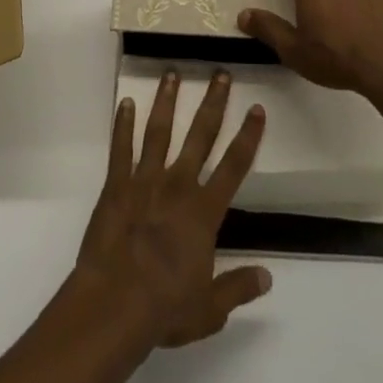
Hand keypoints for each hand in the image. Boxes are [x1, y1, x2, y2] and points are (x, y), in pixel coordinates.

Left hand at [74, 70, 270, 349]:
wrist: (114, 304)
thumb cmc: (164, 308)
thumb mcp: (210, 308)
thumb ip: (238, 287)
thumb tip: (268, 277)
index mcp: (204, 212)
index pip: (234, 166)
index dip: (248, 136)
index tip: (257, 108)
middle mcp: (178, 186)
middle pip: (200, 136)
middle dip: (213, 103)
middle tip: (221, 74)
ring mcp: (144, 181)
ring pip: (159, 131)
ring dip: (167, 101)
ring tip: (171, 73)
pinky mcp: (115, 186)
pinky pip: (120, 148)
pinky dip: (122, 124)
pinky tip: (125, 102)